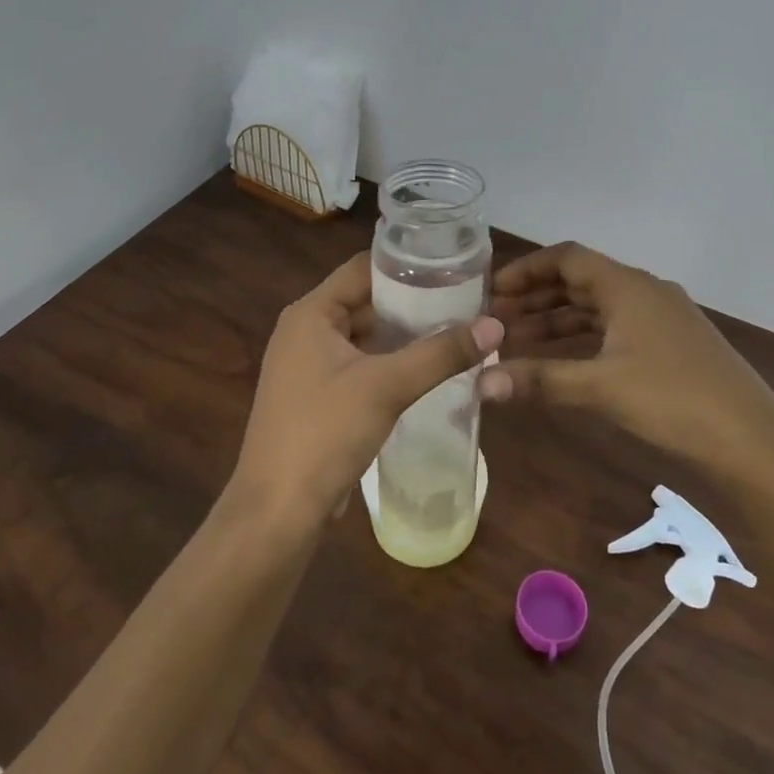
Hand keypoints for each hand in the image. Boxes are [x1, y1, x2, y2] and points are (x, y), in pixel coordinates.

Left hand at [230, 253, 503, 531]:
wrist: (277, 511)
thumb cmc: (324, 433)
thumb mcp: (386, 387)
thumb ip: (441, 353)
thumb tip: (496, 324)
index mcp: (311, 313)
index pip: (364, 267)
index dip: (407, 263)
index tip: (454, 266)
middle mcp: (305, 330)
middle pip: (366, 300)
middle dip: (413, 301)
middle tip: (466, 301)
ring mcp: (309, 365)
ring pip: (365, 336)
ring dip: (404, 335)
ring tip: (455, 330)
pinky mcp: (317, 396)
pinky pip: (360, 364)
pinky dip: (390, 362)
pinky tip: (427, 370)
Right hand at [482, 242, 773, 478]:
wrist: (752, 441)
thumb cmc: (673, 400)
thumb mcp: (600, 387)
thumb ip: (539, 379)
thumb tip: (480, 383)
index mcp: (628, 286)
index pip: (567, 258)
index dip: (527, 270)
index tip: (492, 291)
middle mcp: (645, 292)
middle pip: (580, 281)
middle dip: (536, 298)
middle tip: (496, 320)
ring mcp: (661, 319)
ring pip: (597, 308)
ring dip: (557, 321)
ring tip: (517, 341)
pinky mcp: (671, 346)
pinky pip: (615, 329)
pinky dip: (583, 339)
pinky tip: (563, 362)